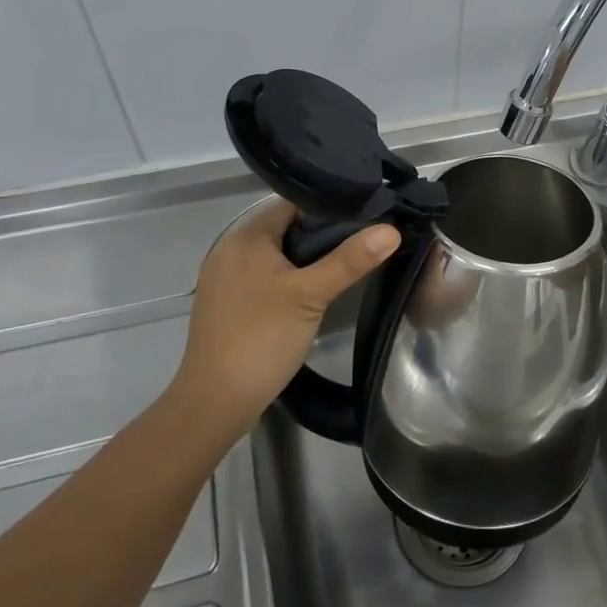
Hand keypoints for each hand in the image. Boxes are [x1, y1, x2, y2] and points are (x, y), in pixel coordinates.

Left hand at [176, 199, 398, 433]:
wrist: (215, 402)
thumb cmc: (263, 338)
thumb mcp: (312, 295)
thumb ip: (350, 260)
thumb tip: (391, 230)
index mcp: (245, 237)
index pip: (293, 204)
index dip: (329, 209)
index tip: (364, 219)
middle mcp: (230, 249)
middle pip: (285, 229)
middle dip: (321, 236)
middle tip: (361, 246)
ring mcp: (225, 279)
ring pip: (276, 256)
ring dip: (305, 260)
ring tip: (344, 267)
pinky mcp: (227, 304)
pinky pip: (264, 278)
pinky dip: (288, 280)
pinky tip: (312, 295)